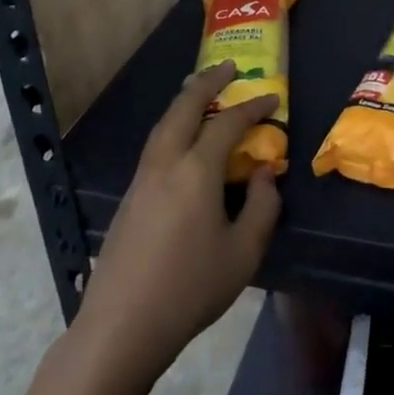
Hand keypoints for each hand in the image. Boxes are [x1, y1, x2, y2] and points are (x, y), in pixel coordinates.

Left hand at [74, 63, 279, 381]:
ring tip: (202, 91)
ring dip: (185, 101)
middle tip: (228, 66)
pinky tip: (182, 138)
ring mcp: (142, 179)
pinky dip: (173, 125)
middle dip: (207, 82)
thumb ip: (262, 206)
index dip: (252, 108)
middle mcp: (165, 163)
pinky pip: (155, 144)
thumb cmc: (189, 289)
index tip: (272, 99)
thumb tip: (262, 173)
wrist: (121, 327)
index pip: (228, 124)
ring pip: (164, 124)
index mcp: (195, 171)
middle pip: (184, 107)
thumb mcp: (243, 252)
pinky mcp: (129, 198)